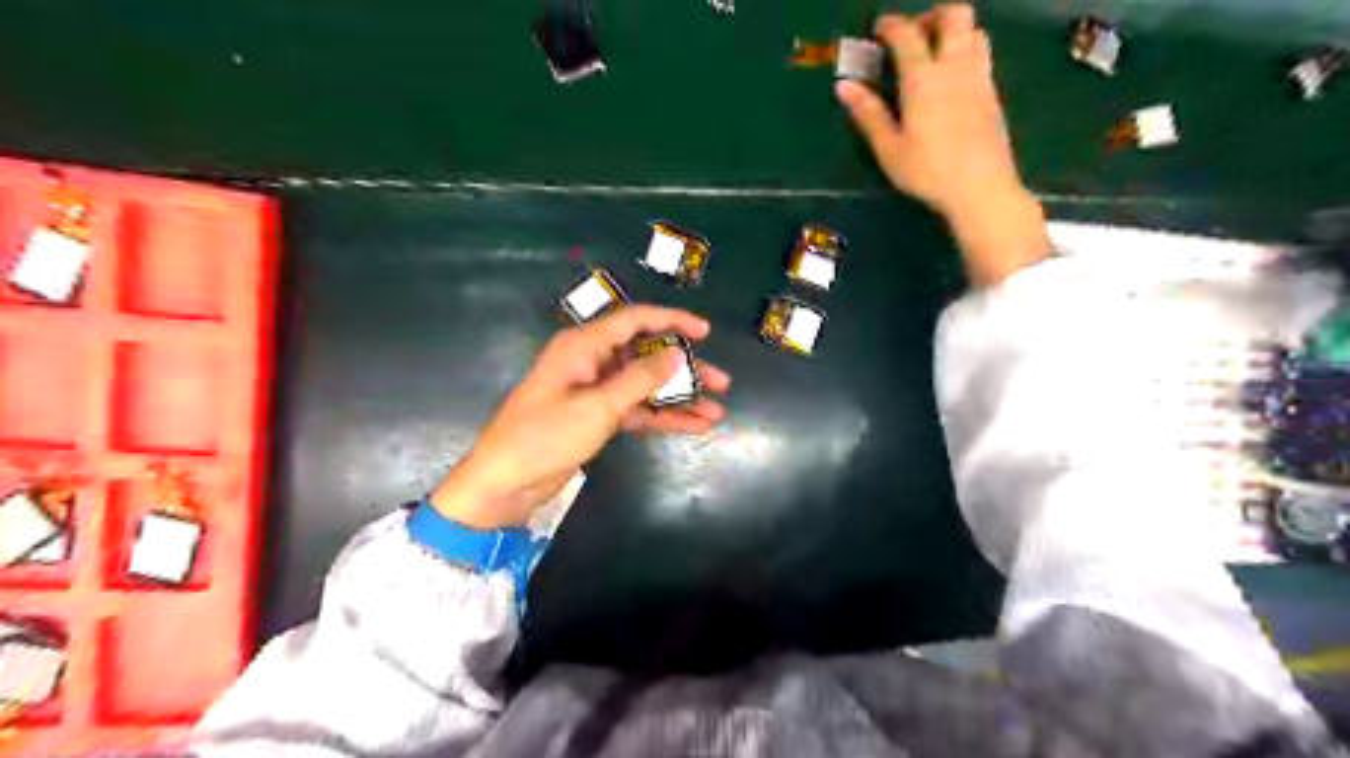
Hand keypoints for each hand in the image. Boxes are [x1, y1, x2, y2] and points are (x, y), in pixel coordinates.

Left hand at [429, 305, 728, 529]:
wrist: (505, 483)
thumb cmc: (544, 437)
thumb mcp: (596, 406)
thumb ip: (639, 379)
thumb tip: (676, 355)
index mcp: (583, 346)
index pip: (635, 320)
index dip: (672, 321)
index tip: (706, 332)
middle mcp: (591, 362)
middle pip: (646, 355)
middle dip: (685, 369)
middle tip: (721, 382)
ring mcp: (595, 391)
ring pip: (646, 386)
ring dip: (680, 398)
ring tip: (715, 411)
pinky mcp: (597, 417)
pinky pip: (637, 410)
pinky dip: (663, 417)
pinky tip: (693, 426)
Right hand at [841, 6, 1018, 215]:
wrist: (981, 188)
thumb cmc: (927, 172)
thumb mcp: (889, 148)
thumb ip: (868, 113)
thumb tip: (844, 85)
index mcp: (923, 78)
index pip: (907, 34)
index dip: (890, 25)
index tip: (877, 29)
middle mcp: (955, 66)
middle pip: (954, 15)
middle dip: (931, 15)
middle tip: (912, 33)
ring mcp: (979, 77)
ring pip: (974, 30)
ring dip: (953, 29)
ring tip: (934, 51)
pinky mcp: (993, 93)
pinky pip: (982, 54)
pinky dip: (965, 50)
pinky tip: (951, 78)